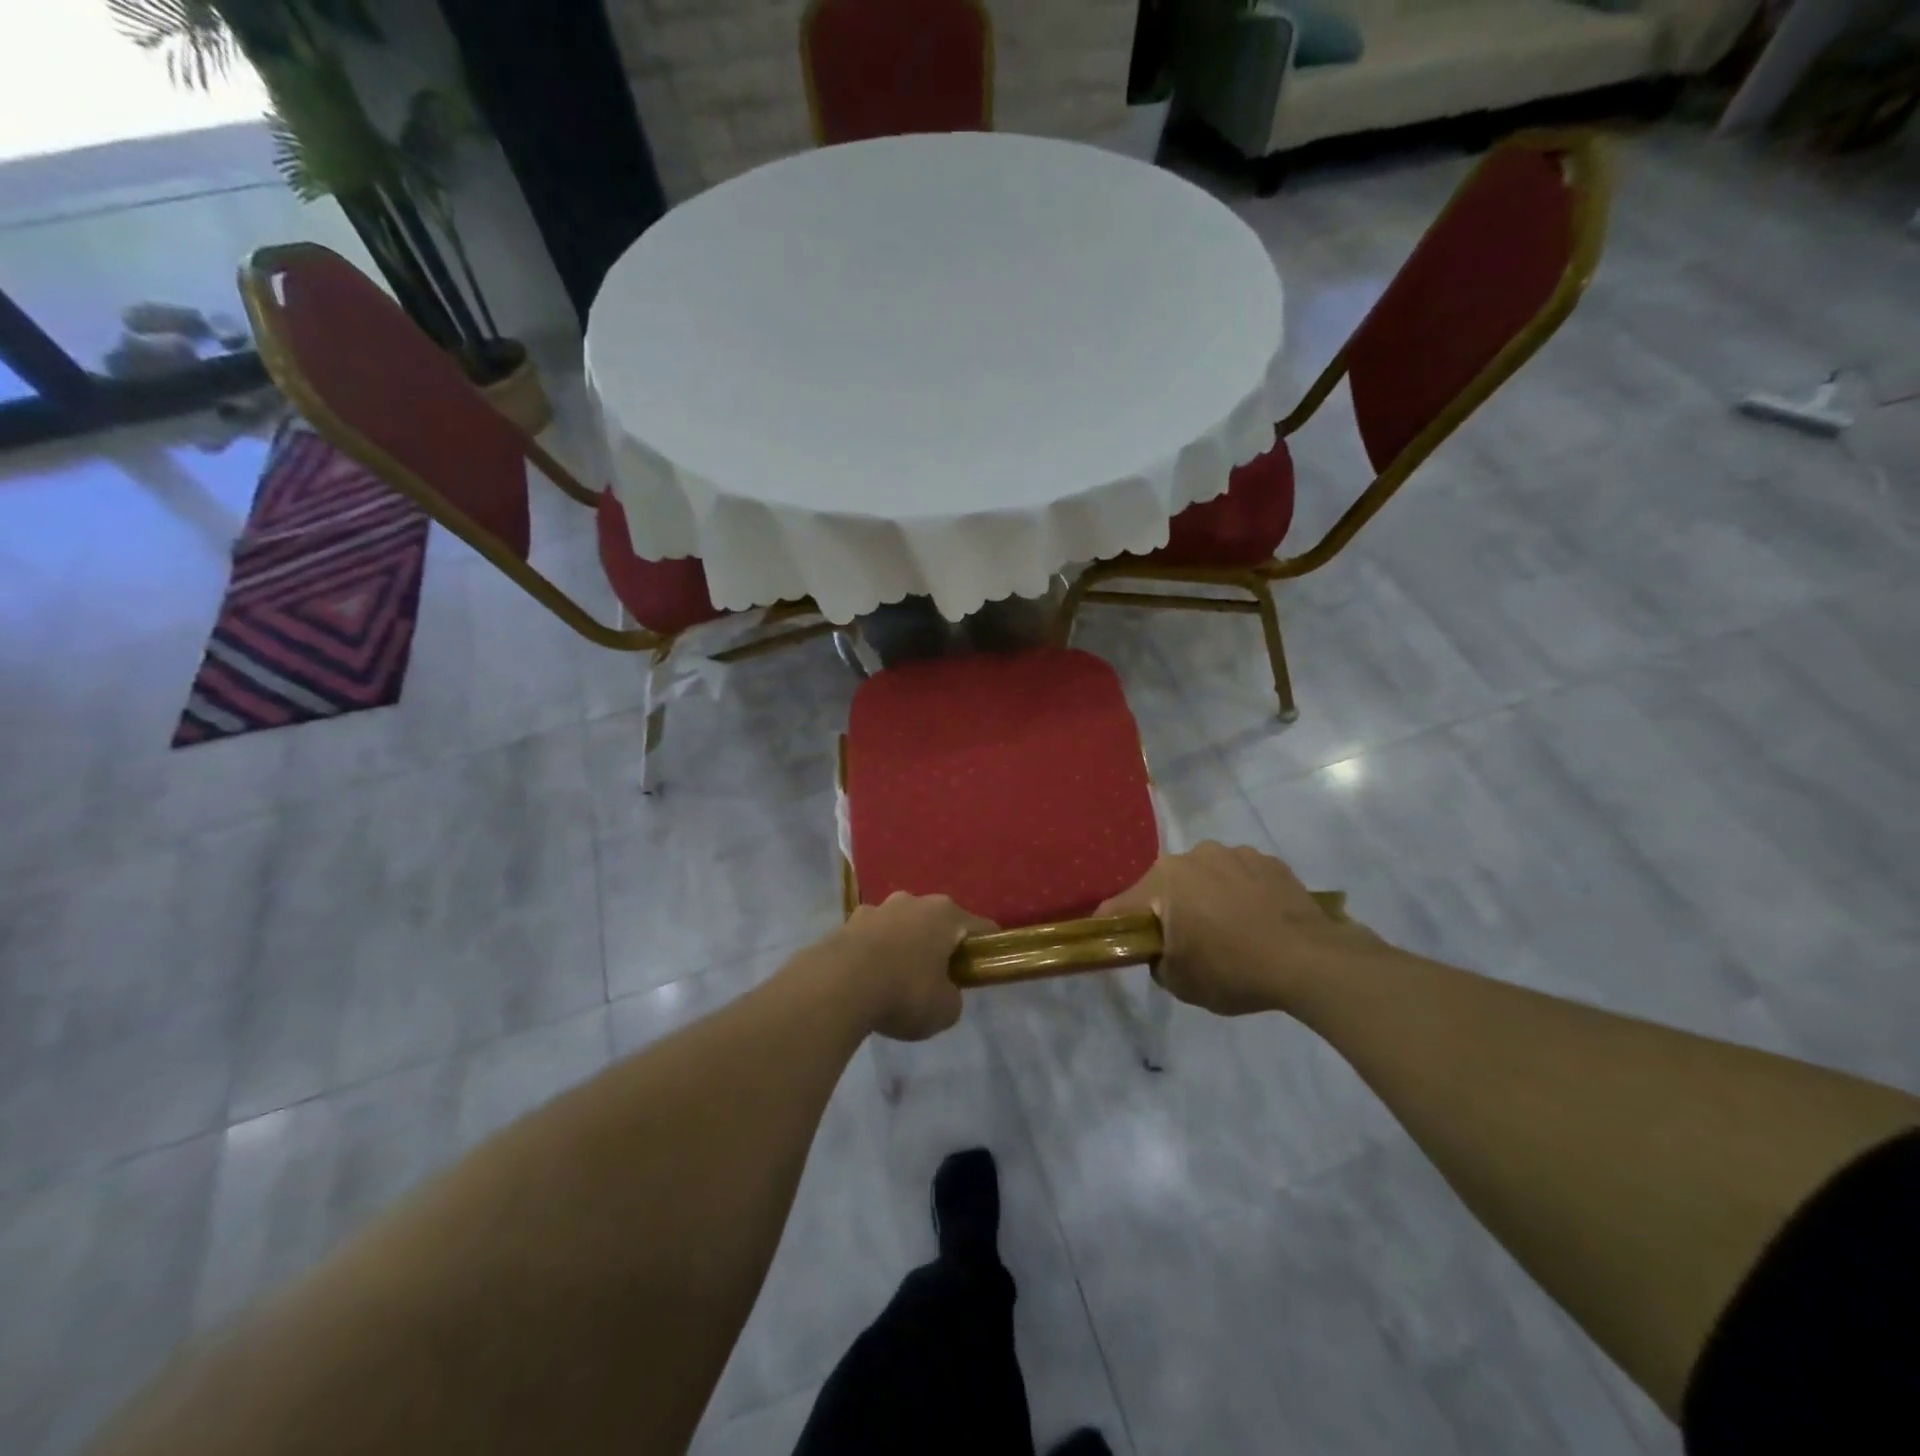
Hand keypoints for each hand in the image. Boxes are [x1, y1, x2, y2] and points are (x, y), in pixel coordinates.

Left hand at [818, 893, 996, 1041]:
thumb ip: (952, 997)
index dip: (987, 948)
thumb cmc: (903, 992)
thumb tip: (944, 992)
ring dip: (904, 946)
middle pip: (937, 922)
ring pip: (902, 926)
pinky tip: (869, 980)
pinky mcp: (847, 922)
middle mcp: (913, 901)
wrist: (836, 987)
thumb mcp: (945, 1009)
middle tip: (939, 978)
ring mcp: (877, 908)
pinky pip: (872, 938)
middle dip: (940, 945)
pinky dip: (875, 954)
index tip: (984, 969)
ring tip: (898, 980)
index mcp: (945, 913)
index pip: (980, 927)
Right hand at [1097, 842, 1374, 1015]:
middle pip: (1166, 886)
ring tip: (1230, 932)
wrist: (1310, 960)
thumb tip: (1163, 951)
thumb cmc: (1234, 970)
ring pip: (1206, 877)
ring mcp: (1234, 853)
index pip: (1121, 905)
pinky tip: (1258, 922)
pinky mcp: (1269, 861)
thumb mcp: (1181, 983)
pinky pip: (1241, 877)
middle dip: (1169, 910)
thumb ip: (1158, 962)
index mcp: (1163, 880)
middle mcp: (1193, 856)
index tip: (1116, 943)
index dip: (1113, 926)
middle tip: (1186, 943)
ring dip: (1207, 898)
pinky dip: (1241, 894)